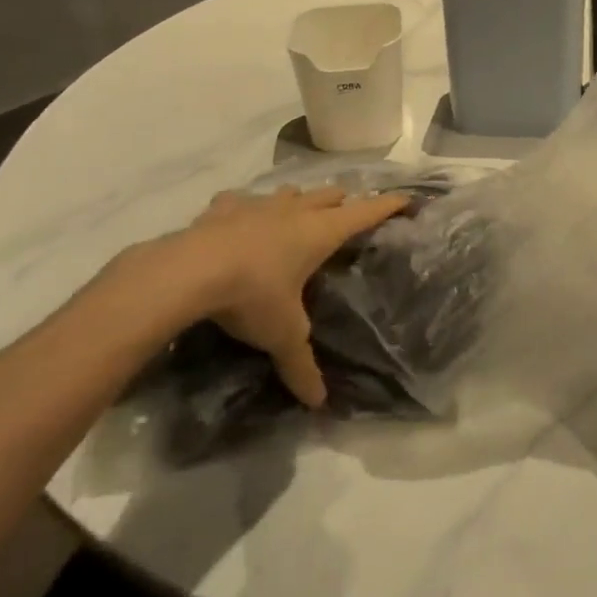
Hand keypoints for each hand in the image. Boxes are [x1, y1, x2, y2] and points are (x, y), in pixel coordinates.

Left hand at [140, 185, 408, 407]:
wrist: (189, 271)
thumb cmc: (252, 295)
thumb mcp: (282, 334)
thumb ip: (301, 365)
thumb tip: (319, 403)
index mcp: (320, 232)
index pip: (365, 212)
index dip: (388, 205)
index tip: (406, 198)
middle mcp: (296, 211)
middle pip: (331, 194)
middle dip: (344, 202)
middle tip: (348, 214)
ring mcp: (259, 204)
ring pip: (292, 192)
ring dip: (300, 201)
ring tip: (299, 214)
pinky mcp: (224, 208)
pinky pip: (242, 200)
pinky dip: (247, 207)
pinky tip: (240, 218)